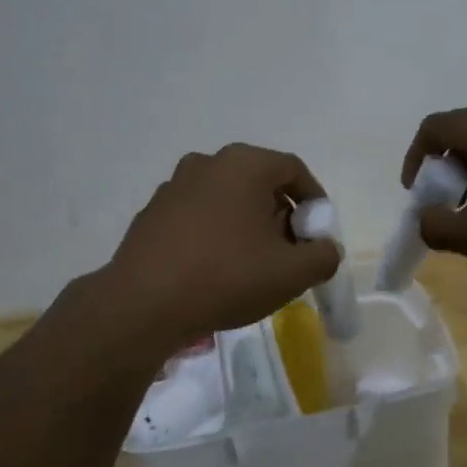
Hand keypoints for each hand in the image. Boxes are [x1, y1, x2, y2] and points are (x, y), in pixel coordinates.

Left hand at [95, 144, 341, 352]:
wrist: (142, 303)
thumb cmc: (225, 277)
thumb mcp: (291, 273)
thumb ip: (322, 256)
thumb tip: (324, 248)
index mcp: (244, 164)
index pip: (293, 169)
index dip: (314, 201)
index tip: (318, 234)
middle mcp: (207, 162)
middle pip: (259, 182)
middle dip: (281, 214)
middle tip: (289, 252)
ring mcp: (174, 186)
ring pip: (226, 198)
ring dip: (247, 224)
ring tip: (252, 264)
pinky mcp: (152, 212)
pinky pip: (198, 215)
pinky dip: (215, 233)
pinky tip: (214, 269)